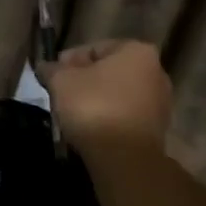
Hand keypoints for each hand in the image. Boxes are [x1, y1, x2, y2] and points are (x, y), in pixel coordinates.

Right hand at [40, 39, 173, 153]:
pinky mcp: (157, 128)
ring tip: (73, 113)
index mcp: (137, 51)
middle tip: (61, 93)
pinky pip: (125, 115)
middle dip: (85, 80)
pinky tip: (91, 128)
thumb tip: (45, 66)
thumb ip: (52, 69)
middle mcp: (156, 71)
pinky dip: (109, 117)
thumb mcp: (62, 82)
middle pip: (109, 71)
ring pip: (118, 94)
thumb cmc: (94, 107)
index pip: (94, 48)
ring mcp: (160, 102)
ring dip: (97, 99)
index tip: (52, 75)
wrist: (124, 157)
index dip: (69, 60)